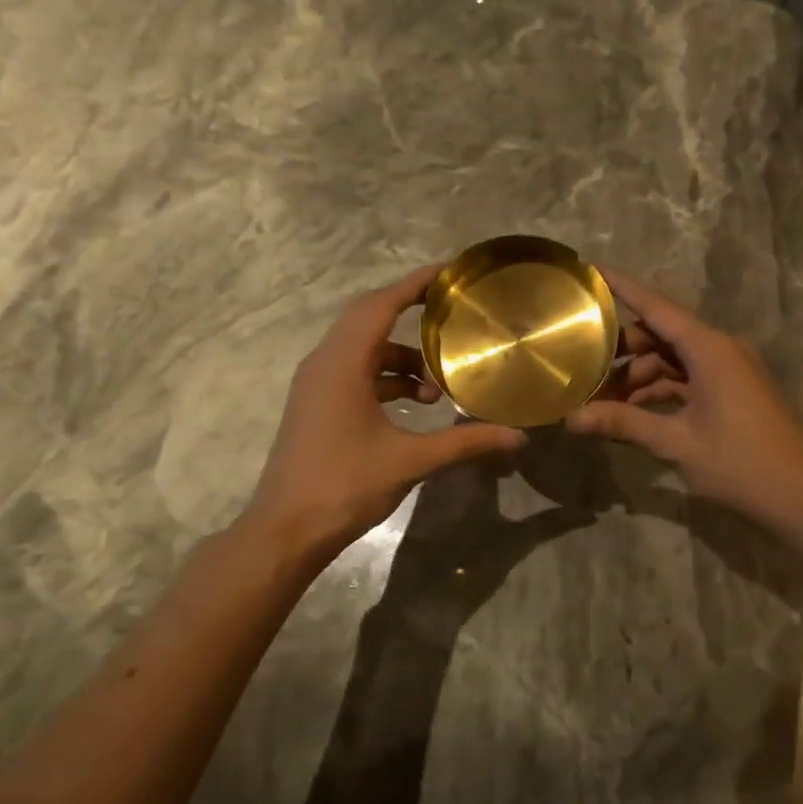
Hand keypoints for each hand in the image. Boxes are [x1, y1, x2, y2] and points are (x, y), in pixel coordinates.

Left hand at [248, 267, 525, 569]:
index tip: (449, 273)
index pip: (381, 305)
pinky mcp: (317, 405)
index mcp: (342, 363)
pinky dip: (386, 379)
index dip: (415, 284)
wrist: (285, 531)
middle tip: (452, 315)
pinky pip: (355, 373)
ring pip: (364, 351)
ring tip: (438, 389)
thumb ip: (464, 442)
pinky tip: (414, 406)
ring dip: (402, 359)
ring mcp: (317, 384)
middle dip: (411, 313)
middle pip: (370, 319)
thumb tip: (517, 437)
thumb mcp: (410, 461)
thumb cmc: (344, 486)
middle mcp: (324, 363)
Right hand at [568, 268, 802, 528]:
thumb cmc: (740, 463)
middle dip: (623, 347)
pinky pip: (687, 376)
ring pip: (673, 357)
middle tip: (583, 362)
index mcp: (709, 348)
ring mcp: (728, 369)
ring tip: (602, 398)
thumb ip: (623, 423)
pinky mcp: (732, 389)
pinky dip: (661, 388)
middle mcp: (719, 348)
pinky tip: (633, 410)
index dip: (622, 287)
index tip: (591, 269)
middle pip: (661, 332)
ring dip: (640, 374)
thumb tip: (571, 419)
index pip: (656, 306)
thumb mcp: (676, 443)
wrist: (801, 496)